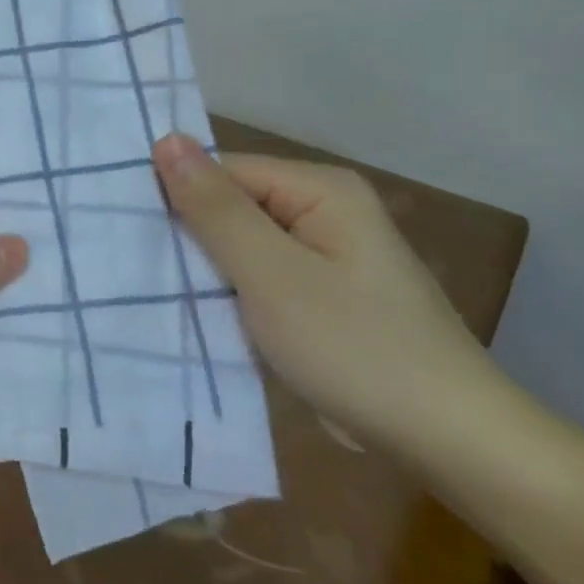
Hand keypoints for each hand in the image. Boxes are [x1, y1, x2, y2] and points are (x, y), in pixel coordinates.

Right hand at [151, 134, 510, 453]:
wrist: (451, 444)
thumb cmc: (355, 348)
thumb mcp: (271, 274)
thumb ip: (214, 207)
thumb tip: (165, 139)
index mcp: (320, 189)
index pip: (219, 172)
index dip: (175, 199)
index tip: (131, 237)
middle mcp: (324, 209)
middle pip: (229, 205)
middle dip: (188, 237)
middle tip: (139, 269)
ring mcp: (325, 253)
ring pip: (238, 244)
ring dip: (205, 268)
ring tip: (158, 292)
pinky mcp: (321, 292)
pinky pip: (257, 275)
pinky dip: (230, 292)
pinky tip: (202, 314)